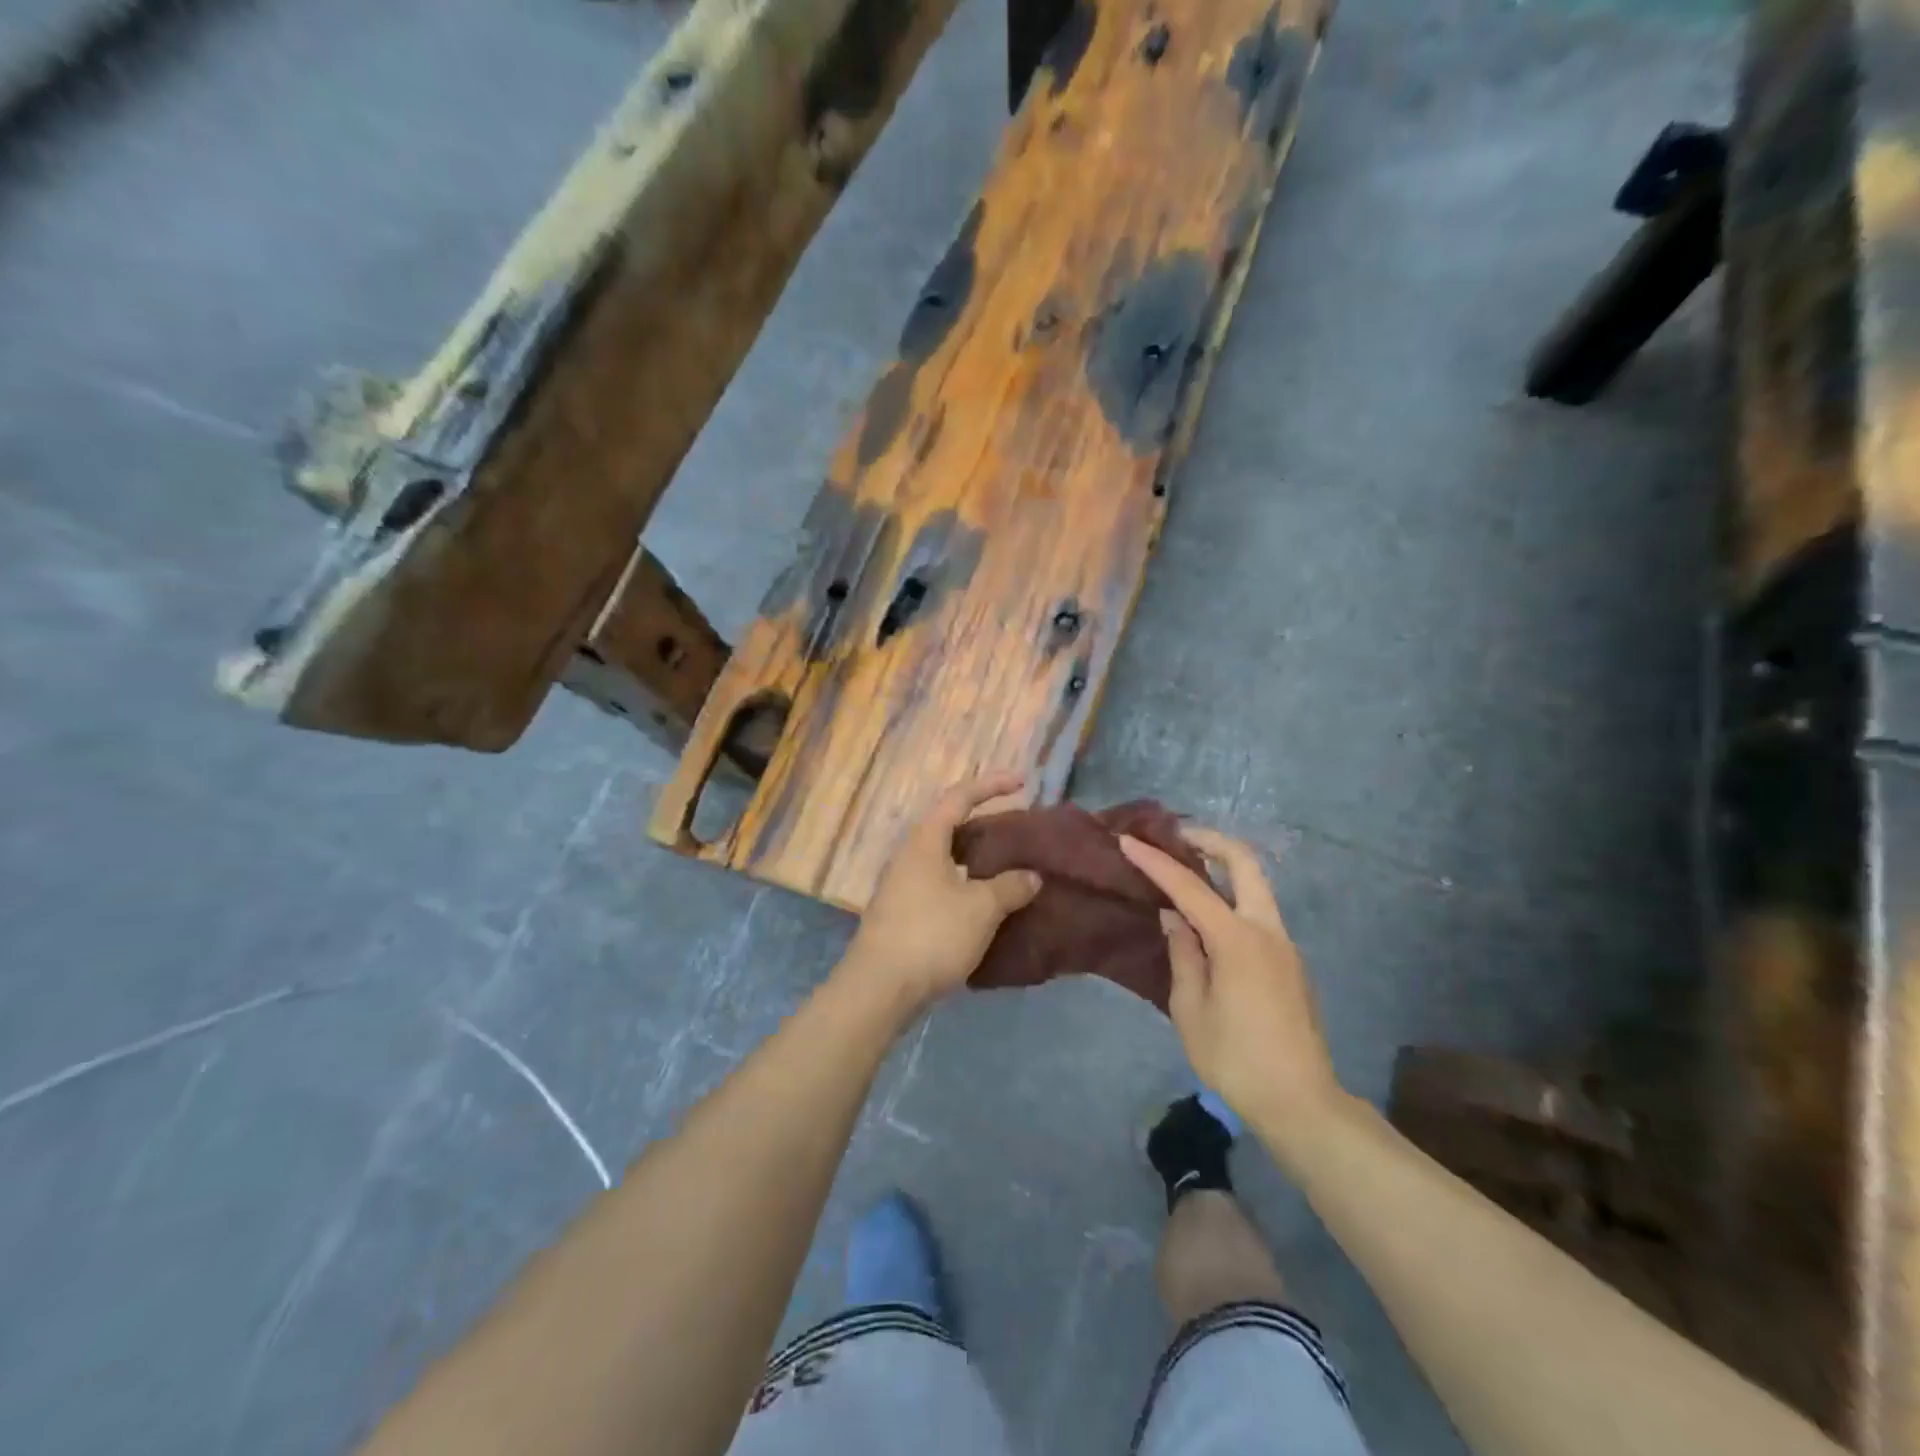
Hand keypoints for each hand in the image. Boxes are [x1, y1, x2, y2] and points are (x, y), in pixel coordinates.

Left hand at [842, 774, 1042, 1014]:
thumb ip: (1010, 886)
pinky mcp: (902, 913)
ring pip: (945, 859)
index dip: (991, 785)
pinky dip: (966, 885)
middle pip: (950, 827)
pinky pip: (940, 885)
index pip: (959, 797)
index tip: (1022, 782)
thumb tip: (1031, 876)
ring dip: (976, 859)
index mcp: (926, 840)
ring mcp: (902, 885)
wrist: (880, 988)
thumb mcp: (981, 908)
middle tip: (1017, 831)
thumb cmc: (932, 935)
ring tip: (1008, 868)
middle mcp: (910, 855)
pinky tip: (985, 905)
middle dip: (984, 824)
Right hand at [1118, 828, 1340, 1155]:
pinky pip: (1257, 912)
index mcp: (1238, 940)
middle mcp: (1267, 930)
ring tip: (1184, 871)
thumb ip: (1183, 954)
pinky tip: (1206, 916)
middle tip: (1175, 837)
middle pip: (1245, 862)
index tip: (1128, 841)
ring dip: (1222, 867)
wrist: (1301, 1102)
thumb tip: (1175, 917)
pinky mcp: (1289, 961)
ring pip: (1255, 885)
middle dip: (1209, 840)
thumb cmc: (1236, 1059)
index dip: (1156, 861)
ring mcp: (1283, 944)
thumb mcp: (1191, 1009)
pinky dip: (1230, 897)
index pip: (1189, 887)